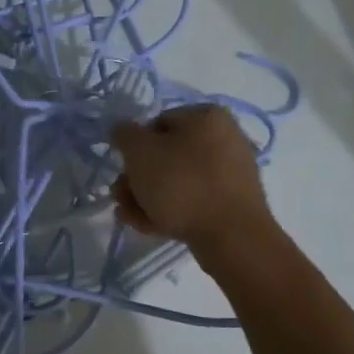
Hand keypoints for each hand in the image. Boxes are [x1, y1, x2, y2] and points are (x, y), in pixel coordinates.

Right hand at [110, 104, 274, 250]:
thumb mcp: (140, 152)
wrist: (232, 237)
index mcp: (207, 116)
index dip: (134, 146)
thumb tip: (123, 130)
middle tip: (121, 197)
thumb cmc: (183, 184)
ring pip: (177, 181)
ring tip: (129, 216)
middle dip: (137, 178)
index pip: (158, 123)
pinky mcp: (232, 203)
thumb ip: (124, 135)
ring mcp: (231, 173)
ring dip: (147, 197)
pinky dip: (170, 210)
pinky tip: (149, 226)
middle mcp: (224, 138)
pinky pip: (194, 200)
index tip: (122, 169)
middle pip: (166, 155)